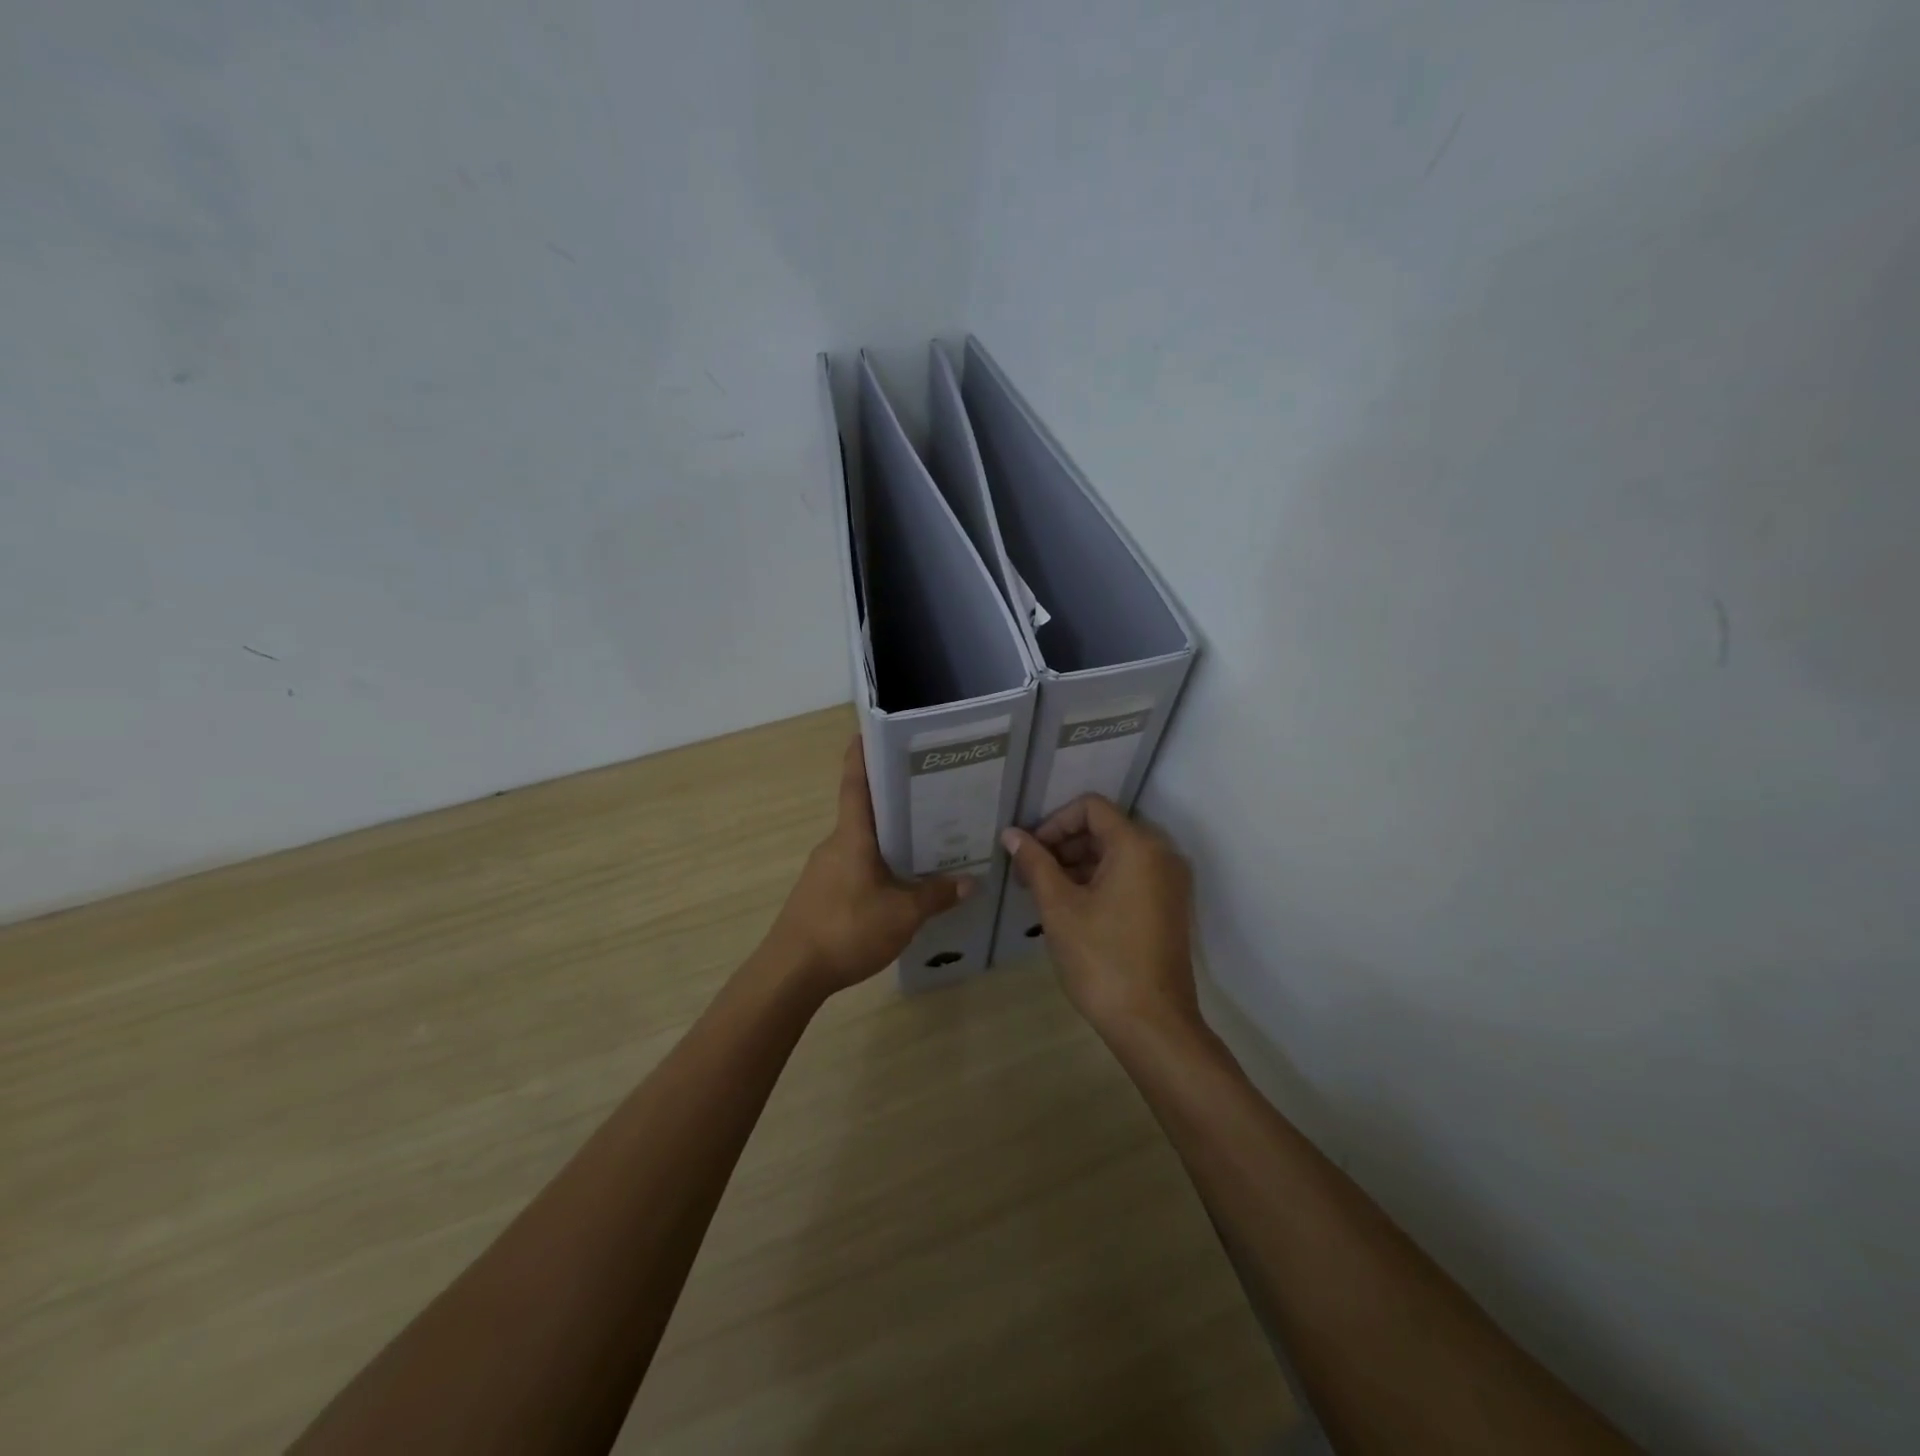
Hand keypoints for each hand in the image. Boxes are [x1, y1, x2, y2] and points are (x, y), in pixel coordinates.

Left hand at [766, 737, 972, 995]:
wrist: (790, 973)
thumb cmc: (846, 930)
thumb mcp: (902, 915)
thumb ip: (936, 896)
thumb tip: (970, 881)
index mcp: (852, 837)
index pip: (855, 783)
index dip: (861, 754)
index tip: (871, 730)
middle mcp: (835, 844)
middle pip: (865, 812)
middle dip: (894, 801)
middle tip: (931, 794)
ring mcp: (824, 869)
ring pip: (861, 843)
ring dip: (888, 838)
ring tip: (926, 840)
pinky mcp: (821, 893)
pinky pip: (854, 866)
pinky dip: (877, 864)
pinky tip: (899, 883)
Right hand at [1001, 796, 1198, 1042]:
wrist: (1153, 1024)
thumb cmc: (1101, 959)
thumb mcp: (1059, 907)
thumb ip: (1035, 863)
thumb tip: (1011, 834)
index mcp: (1137, 846)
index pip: (1090, 807)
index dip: (1054, 822)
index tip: (1029, 851)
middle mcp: (1161, 854)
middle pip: (1104, 828)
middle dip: (1063, 845)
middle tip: (1029, 874)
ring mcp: (1169, 882)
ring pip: (1116, 854)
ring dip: (1078, 864)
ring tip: (1043, 893)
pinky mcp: (1169, 906)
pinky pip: (1130, 876)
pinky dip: (1099, 881)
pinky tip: (1070, 908)